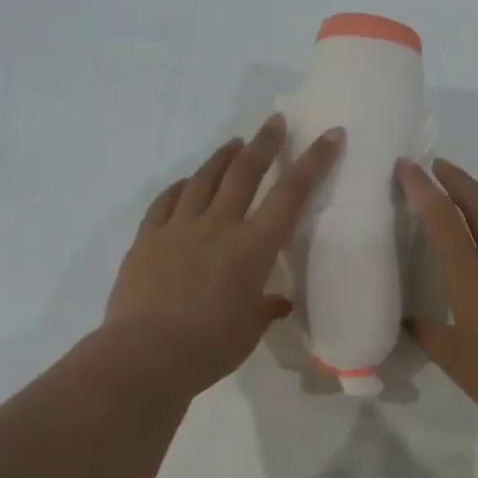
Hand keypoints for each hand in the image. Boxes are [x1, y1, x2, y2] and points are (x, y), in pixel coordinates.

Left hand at [106, 115, 341, 396]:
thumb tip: (277, 302)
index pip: (291, 195)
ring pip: (204, 178)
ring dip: (222, 157)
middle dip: (265, 143)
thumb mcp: (248, 330)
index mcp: (253, 247)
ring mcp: (178, 228)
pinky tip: (186, 182)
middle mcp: (218, 226)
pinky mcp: (147, 238)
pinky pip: (166, 201)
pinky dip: (181, 186)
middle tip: (275, 122)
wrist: (146, 355)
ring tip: (234, 143)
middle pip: (245, 172)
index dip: (314, 162)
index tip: (331, 135)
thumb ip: (264, 308)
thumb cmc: (210, 347)